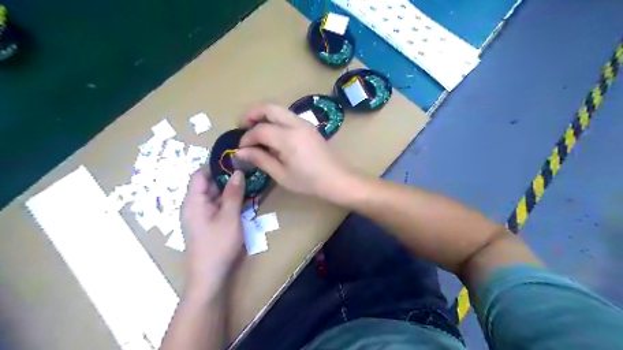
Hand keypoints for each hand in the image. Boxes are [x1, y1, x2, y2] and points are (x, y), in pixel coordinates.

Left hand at [180, 168, 243, 297]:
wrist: (209, 277)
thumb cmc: (218, 245)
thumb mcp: (230, 216)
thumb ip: (233, 193)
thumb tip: (238, 172)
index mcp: (193, 201)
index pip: (200, 174)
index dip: (215, 165)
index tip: (235, 159)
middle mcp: (194, 206)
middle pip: (208, 185)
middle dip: (227, 177)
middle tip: (247, 171)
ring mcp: (201, 217)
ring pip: (215, 196)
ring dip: (230, 190)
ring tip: (250, 183)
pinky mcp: (208, 225)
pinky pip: (218, 207)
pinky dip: (230, 202)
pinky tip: (245, 201)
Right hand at [236, 104, 352, 201]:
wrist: (336, 179)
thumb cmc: (308, 181)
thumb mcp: (281, 175)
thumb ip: (260, 160)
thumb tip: (240, 152)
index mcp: (288, 138)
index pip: (260, 130)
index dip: (246, 138)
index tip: (240, 149)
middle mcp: (295, 124)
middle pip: (268, 108)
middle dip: (251, 114)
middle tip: (241, 127)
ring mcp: (304, 123)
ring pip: (278, 109)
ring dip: (263, 115)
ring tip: (254, 130)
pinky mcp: (309, 126)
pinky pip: (287, 115)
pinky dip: (275, 119)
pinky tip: (272, 134)